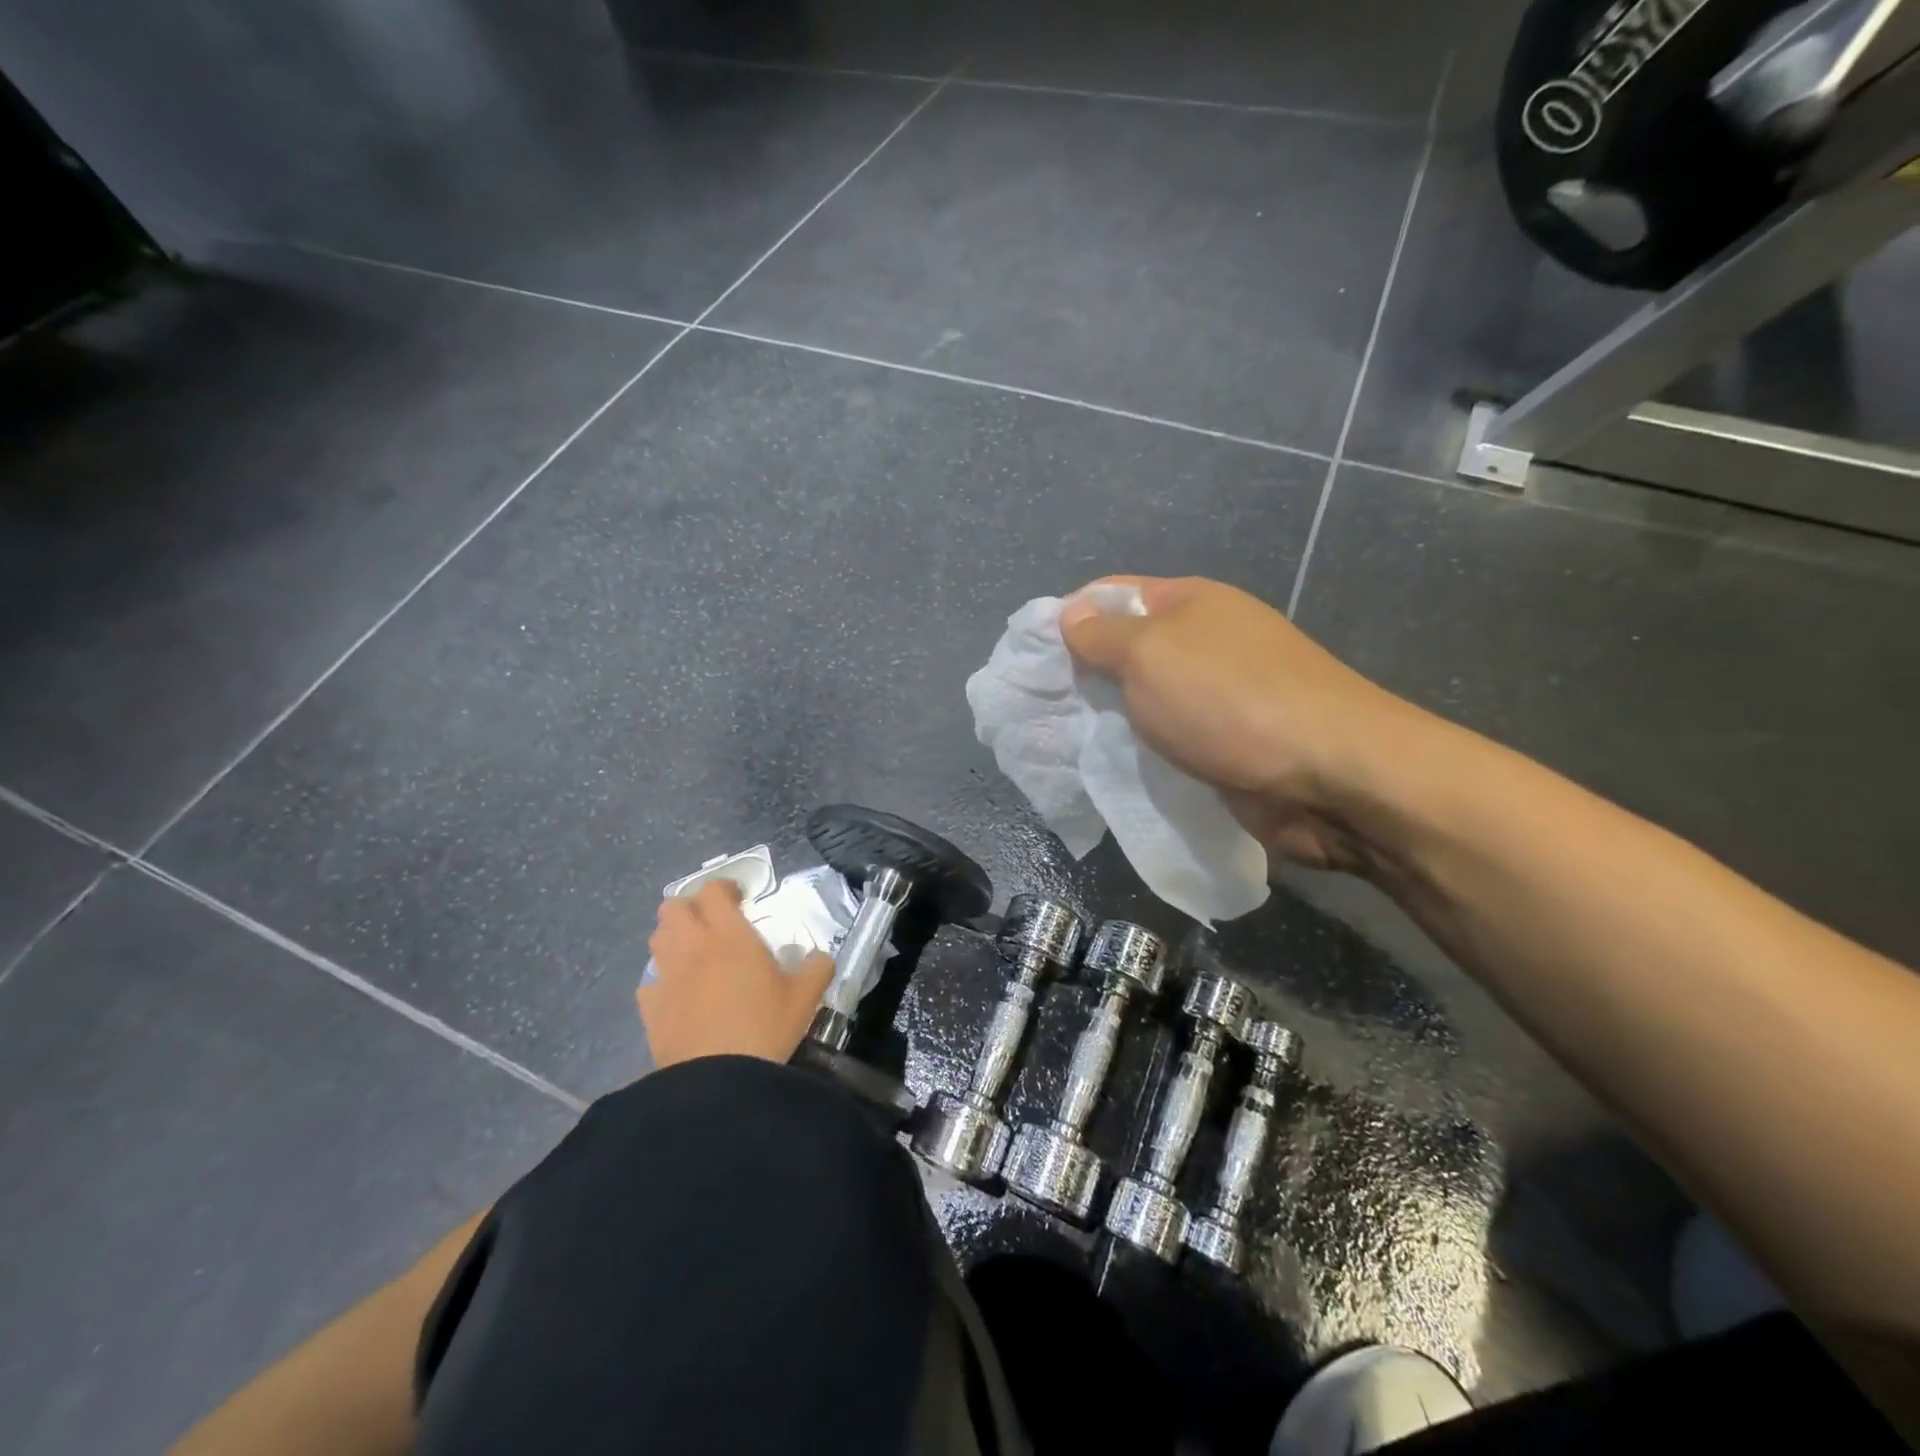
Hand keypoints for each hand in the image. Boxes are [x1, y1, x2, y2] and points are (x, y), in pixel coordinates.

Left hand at [639, 881, 835, 1068]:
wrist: (718, 1081)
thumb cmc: (765, 1028)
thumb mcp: (805, 997)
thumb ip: (817, 968)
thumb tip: (821, 958)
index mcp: (730, 935)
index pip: (713, 890)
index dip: (725, 888)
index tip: (741, 899)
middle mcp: (692, 947)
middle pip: (673, 907)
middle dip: (691, 908)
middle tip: (714, 923)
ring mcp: (667, 977)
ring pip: (657, 939)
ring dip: (674, 938)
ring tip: (696, 954)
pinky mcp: (650, 1009)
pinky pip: (650, 982)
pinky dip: (662, 981)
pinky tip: (679, 995)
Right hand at [1060, 575, 1426, 871]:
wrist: (1329, 776)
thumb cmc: (1229, 700)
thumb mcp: (1150, 655)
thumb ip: (1102, 636)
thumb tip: (1070, 615)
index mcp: (1191, 603)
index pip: (1113, 595)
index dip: (1069, 617)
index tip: (1030, 657)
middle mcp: (1206, 641)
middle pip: (1128, 648)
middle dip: (1084, 675)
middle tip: (1041, 707)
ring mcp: (1221, 695)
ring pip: (1147, 700)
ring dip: (1111, 718)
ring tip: (1064, 741)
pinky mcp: (1229, 743)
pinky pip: (1170, 740)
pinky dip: (1141, 750)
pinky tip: (1111, 766)